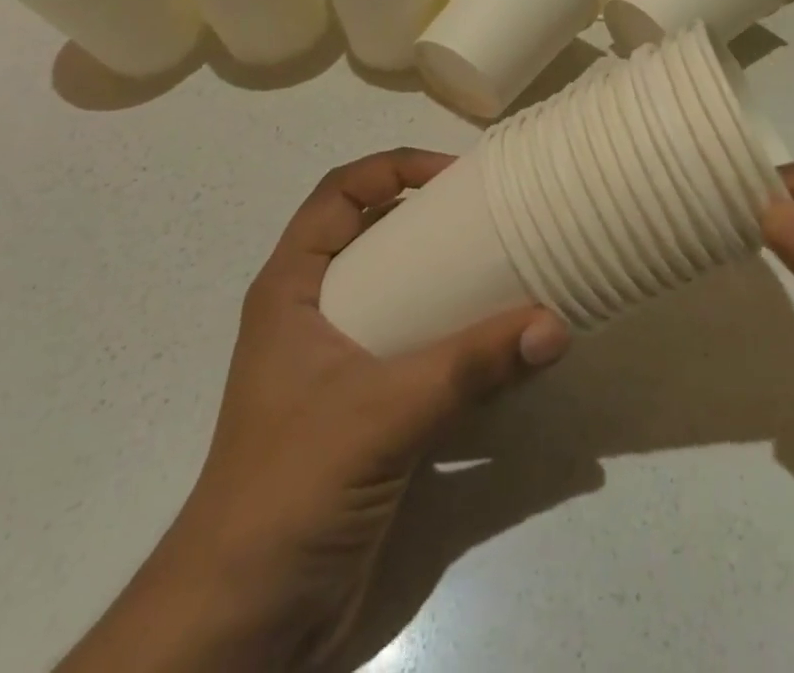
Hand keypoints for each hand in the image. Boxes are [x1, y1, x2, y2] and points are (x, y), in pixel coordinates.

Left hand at [59, 150, 570, 672]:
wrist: (239, 630)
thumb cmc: (286, 492)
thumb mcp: (378, 415)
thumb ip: (468, 369)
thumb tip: (555, 324)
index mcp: (293, 289)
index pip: (340, 193)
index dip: (395, 167)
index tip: (458, 176)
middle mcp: (318, 315)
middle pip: (378, 237)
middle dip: (435, 222)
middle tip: (499, 217)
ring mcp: (344, 366)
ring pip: (404, 297)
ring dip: (454, 284)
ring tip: (514, 270)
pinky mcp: (370, 413)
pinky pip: (423, 354)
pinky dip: (462, 343)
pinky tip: (507, 349)